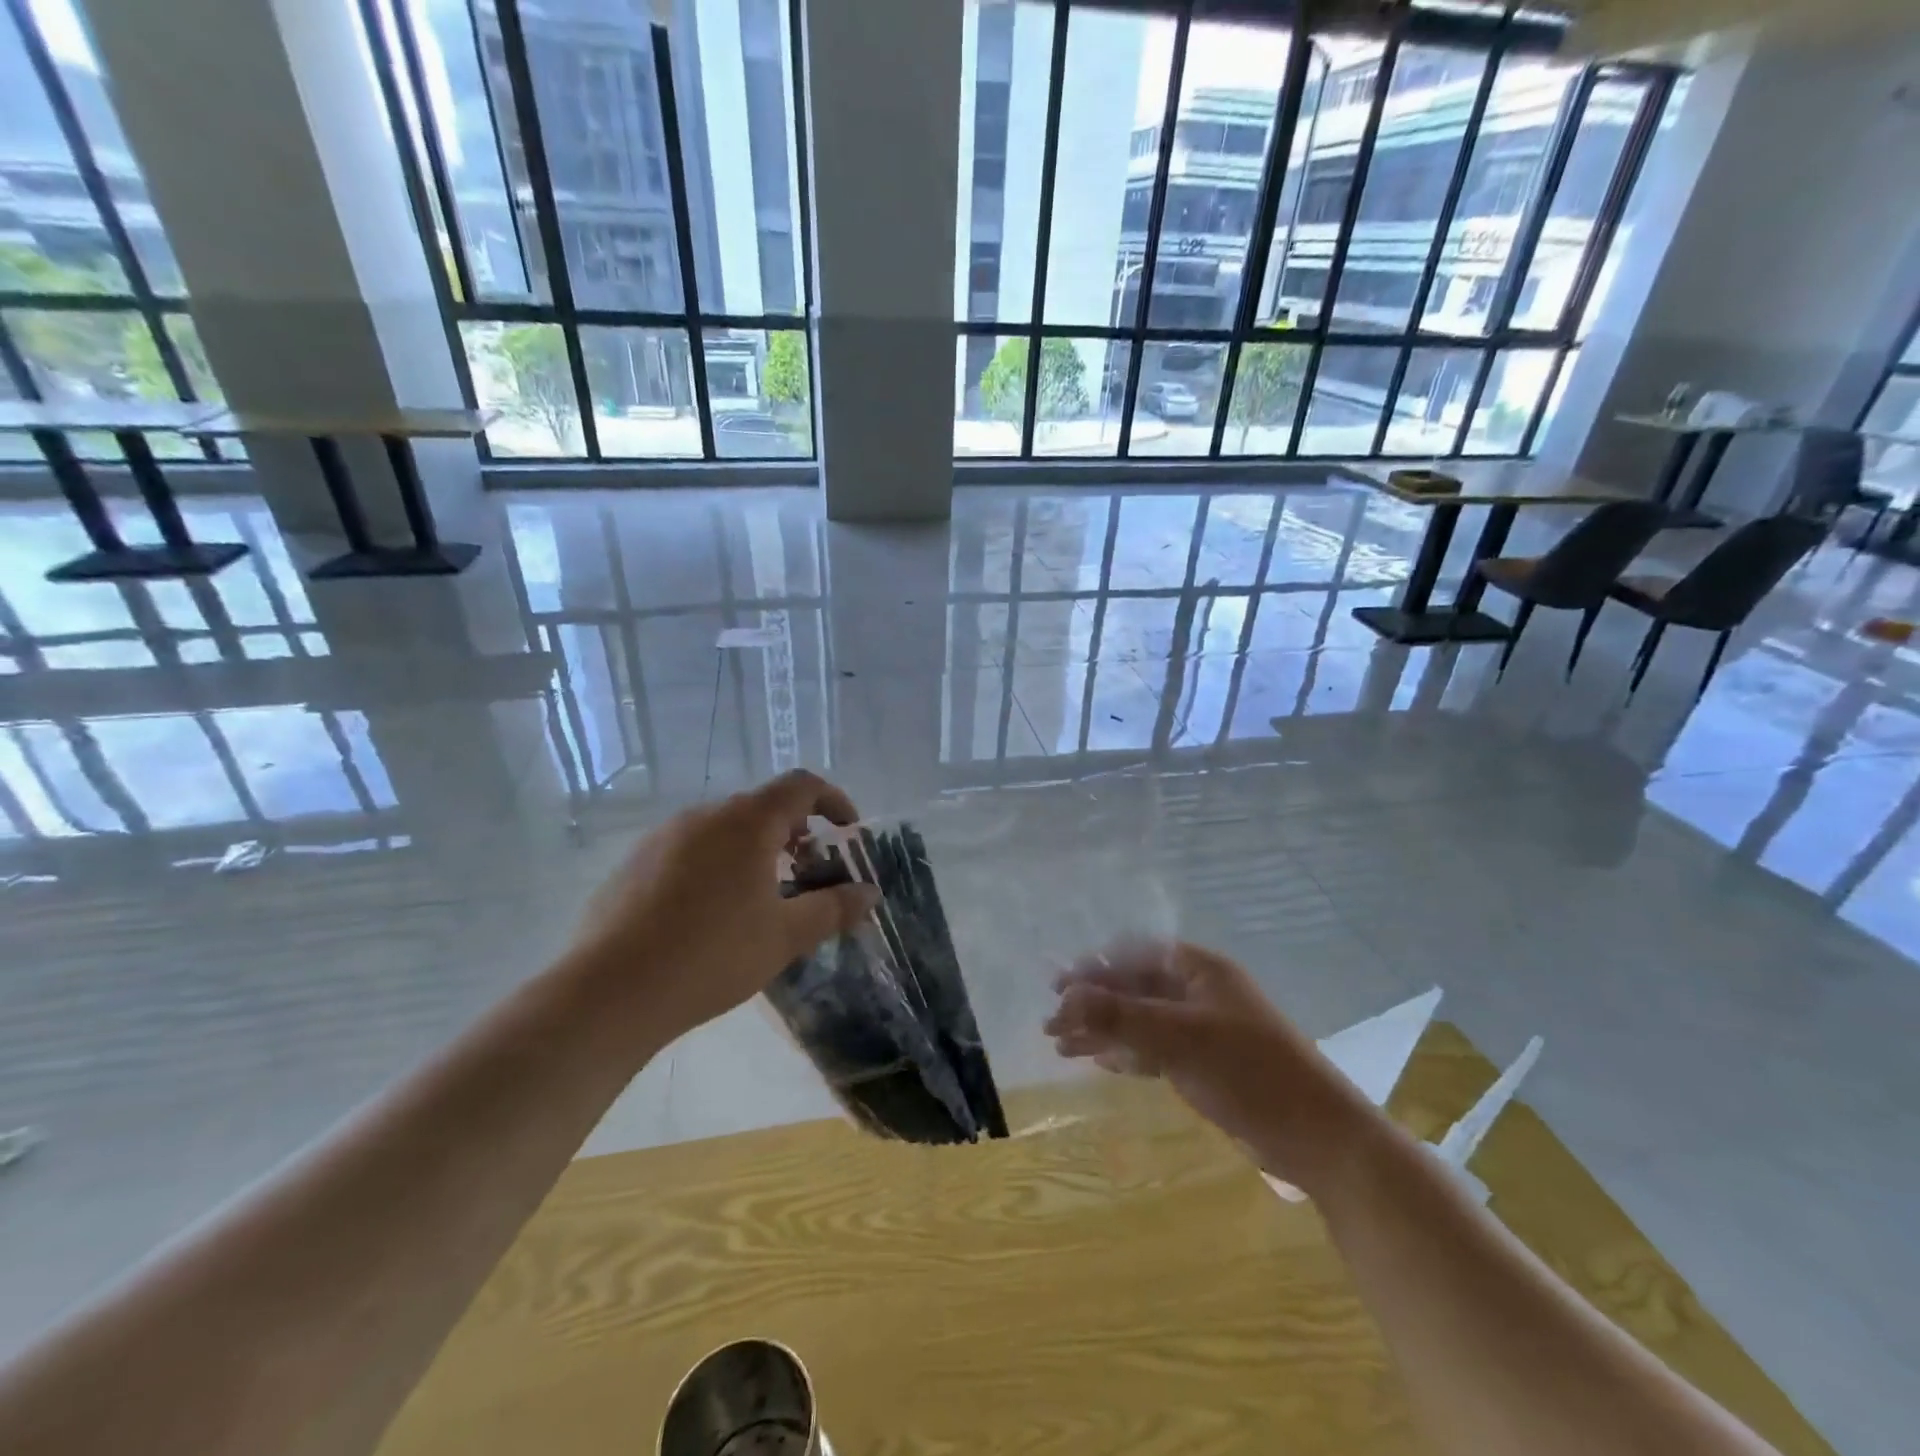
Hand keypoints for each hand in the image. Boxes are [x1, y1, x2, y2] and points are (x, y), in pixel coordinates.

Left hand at [572, 770, 878, 1046]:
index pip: (801, 785)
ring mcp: (664, 836)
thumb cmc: (712, 955)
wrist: (610, 990)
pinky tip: (709, 913)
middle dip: (795, 831)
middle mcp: (705, 815)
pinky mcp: (634, 862)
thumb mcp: (785, 936)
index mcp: (747, 822)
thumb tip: (869, 893)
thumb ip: (833, 908)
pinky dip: (716, 863)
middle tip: (808, 872)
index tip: (847, 830)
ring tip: (762, 896)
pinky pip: (690, 848)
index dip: (833, 800)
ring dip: (754, 848)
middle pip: (762, 806)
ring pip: (724, 827)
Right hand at [1045, 938, 1383, 1194]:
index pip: (1134, 955)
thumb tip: (1066, 998)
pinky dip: (1127, 1054)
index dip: (1094, 969)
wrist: (1320, 1138)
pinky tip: (1101, 1062)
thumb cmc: (1251, 1072)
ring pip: (1141, 1021)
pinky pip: (1154, 1049)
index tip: (1058, 990)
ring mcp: (1202, 1028)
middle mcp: (1198, 991)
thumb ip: (1122, 1015)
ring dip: (1103, 1032)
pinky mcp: (1205, 1064)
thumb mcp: (1181, 1038)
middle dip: (1092, 1005)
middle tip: (1052, 1027)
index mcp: (1199, 969)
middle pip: (1134, 988)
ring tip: (1063, 1049)